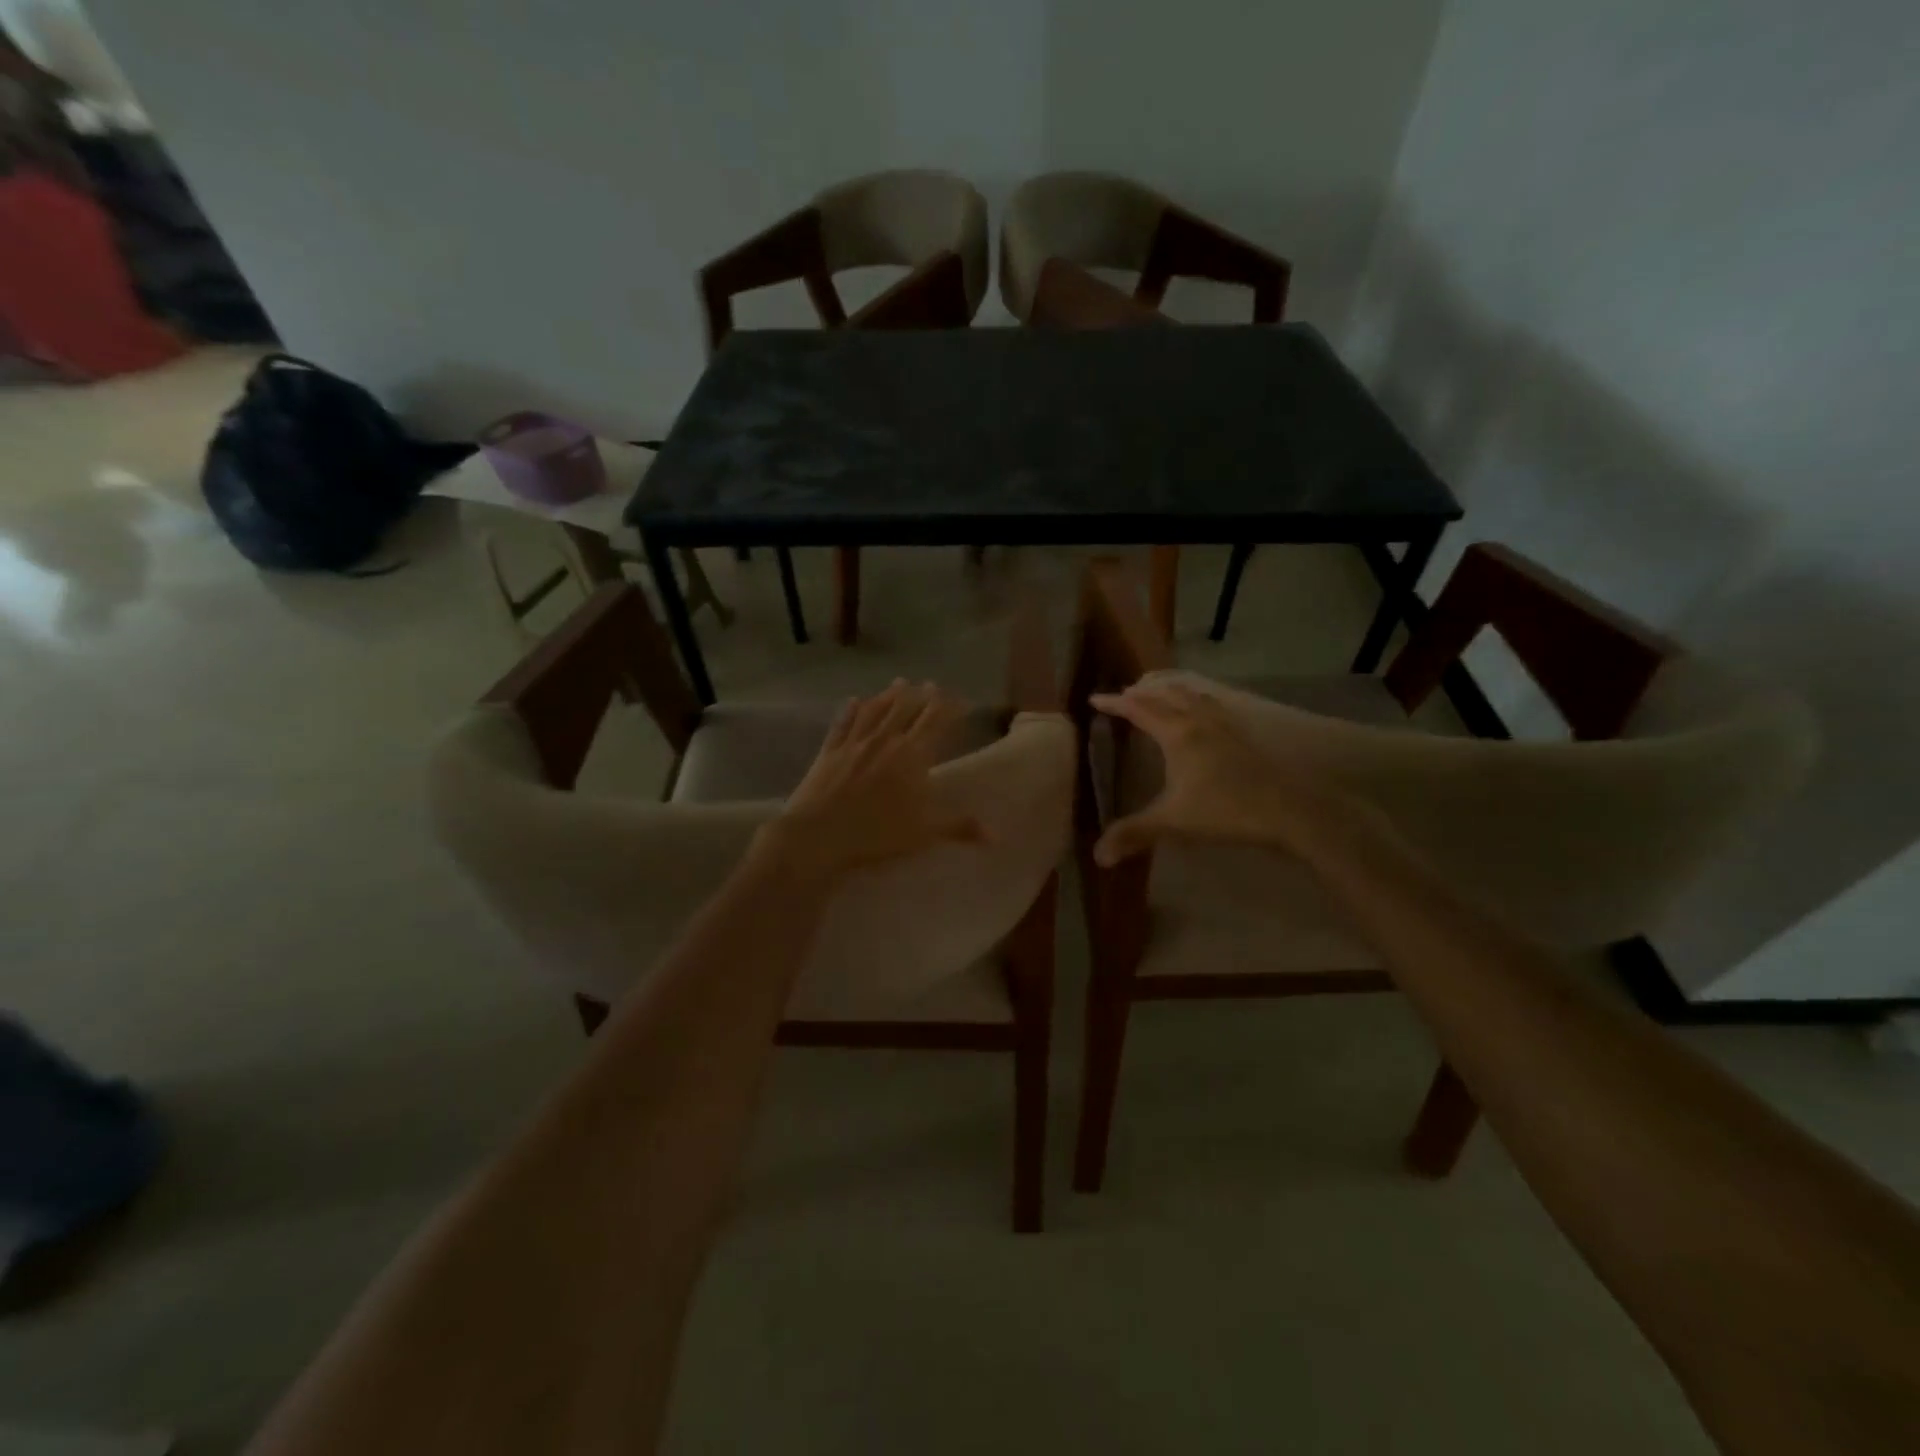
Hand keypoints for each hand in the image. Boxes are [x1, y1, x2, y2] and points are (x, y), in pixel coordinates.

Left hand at [756, 680, 985, 880]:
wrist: (820, 833)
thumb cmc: (877, 833)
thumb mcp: (925, 833)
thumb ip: (960, 827)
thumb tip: (996, 836)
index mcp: (913, 755)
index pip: (936, 723)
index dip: (950, 709)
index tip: (961, 701)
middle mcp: (886, 740)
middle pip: (907, 710)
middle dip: (922, 696)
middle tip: (930, 684)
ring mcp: (855, 742)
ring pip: (876, 710)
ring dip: (890, 695)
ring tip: (899, 683)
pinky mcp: (830, 751)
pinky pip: (844, 723)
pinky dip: (851, 710)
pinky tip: (854, 700)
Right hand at [1089, 677, 1350, 864]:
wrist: (1289, 812)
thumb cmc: (1226, 811)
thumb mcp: (1173, 823)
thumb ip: (1133, 834)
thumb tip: (1097, 856)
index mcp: (1178, 734)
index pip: (1139, 710)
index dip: (1115, 704)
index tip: (1095, 699)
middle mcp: (1200, 720)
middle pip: (1166, 694)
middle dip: (1142, 693)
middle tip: (1124, 694)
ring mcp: (1226, 725)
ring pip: (1193, 695)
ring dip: (1171, 691)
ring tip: (1159, 694)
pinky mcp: (1244, 735)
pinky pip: (1213, 705)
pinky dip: (1197, 700)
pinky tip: (1202, 714)